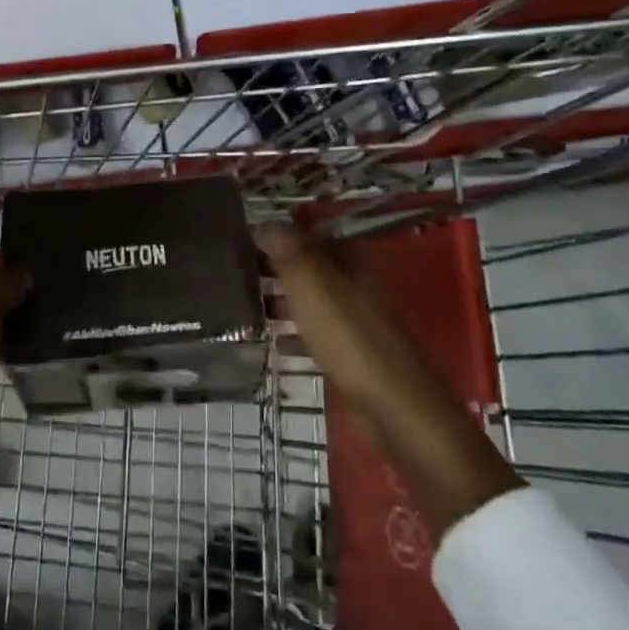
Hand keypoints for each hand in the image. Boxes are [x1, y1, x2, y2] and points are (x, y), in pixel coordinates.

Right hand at [256, 223, 520, 534]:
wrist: (394, 407)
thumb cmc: (350, 339)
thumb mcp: (313, 286)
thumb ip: (290, 252)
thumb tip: (265, 222)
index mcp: (351, 261)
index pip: (308, 235)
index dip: (276, 235)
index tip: (240, 240)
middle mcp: (356, 285)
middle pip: (310, 267)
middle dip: (276, 267)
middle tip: (235, 271)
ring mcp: (357, 321)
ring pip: (312, 300)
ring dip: (282, 299)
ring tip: (244, 303)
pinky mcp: (354, 355)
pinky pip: (316, 332)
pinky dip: (295, 332)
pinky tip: (272, 341)